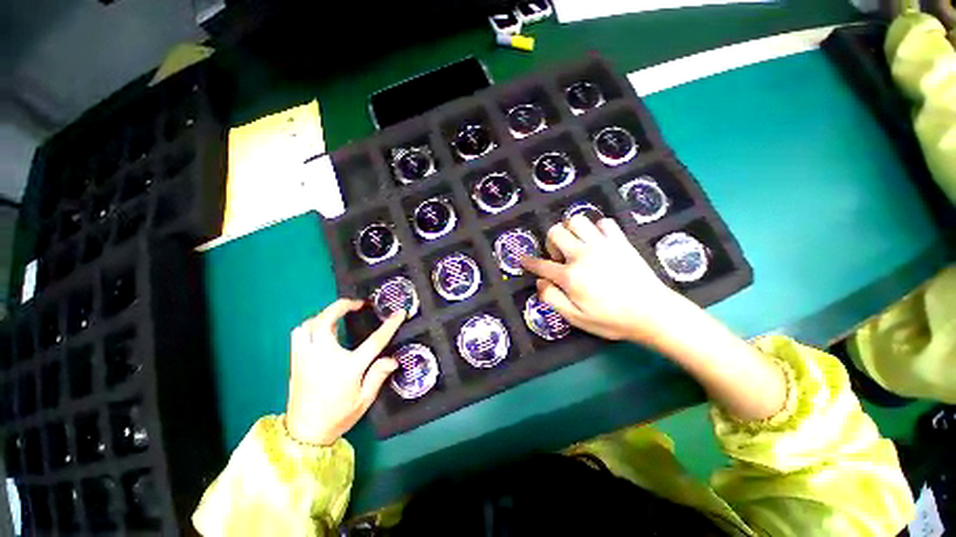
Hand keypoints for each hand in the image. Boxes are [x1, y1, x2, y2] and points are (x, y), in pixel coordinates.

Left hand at [285, 299, 404, 445]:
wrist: (304, 434)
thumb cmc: (338, 416)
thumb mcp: (364, 400)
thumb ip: (378, 376)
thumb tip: (393, 359)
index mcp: (347, 368)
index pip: (374, 341)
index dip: (389, 325)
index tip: (399, 313)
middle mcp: (324, 357)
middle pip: (327, 320)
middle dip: (342, 305)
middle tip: (357, 304)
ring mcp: (306, 358)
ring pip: (308, 324)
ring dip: (324, 315)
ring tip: (337, 317)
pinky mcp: (296, 361)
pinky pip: (299, 334)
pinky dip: (310, 326)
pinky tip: (320, 331)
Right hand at [521, 215, 690, 342]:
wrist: (653, 313)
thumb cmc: (611, 320)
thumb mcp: (576, 319)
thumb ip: (553, 300)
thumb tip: (540, 282)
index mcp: (570, 276)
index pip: (541, 265)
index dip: (529, 262)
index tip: (522, 259)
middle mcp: (583, 255)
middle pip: (556, 232)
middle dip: (551, 242)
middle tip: (559, 257)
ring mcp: (602, 245)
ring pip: (577, 220)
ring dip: (571, 231)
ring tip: (576, 246)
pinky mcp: (620, 241)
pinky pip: (604, 222)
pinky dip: (597, 229)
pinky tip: (598, 243)